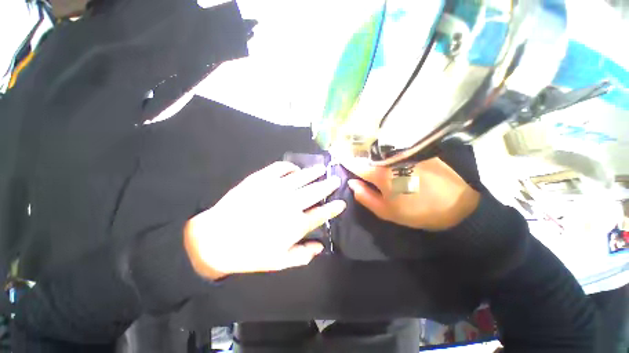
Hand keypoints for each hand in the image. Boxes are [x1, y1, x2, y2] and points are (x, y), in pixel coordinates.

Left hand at [184, 162, 345, 279]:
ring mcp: (275, 189)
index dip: (333, 208)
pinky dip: (289, 167)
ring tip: (322, 169)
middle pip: (315, 192)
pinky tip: (294, 169)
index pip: (321, 214)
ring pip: (301, 177)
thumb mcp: (278, 262)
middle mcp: (289, 204)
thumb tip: (320, 247)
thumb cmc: (249, 253)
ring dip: (313, 173)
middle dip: (328, 186)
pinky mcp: (260, 179)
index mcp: (295, 225)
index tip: (341, 203)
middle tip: (335, 180)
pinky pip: (280, 168)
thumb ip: (302, 255)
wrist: (215, 239)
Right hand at [342, 157, 479, 230]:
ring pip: (381, 151)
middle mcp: (391, 159)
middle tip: (350, 156)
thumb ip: (364, 196)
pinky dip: (386, 152)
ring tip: (366, 156)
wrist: (457, 206)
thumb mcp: (386, 211)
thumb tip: (351, 183)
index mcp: (381, 174)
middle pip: (367, 155)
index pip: (356, 164)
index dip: (345, 160)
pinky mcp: (417, 151)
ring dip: (371, 153)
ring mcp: (405, 153)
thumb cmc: (417, 211)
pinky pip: (395, 150)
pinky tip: (386, 155)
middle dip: (357, 155)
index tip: (336, 154)